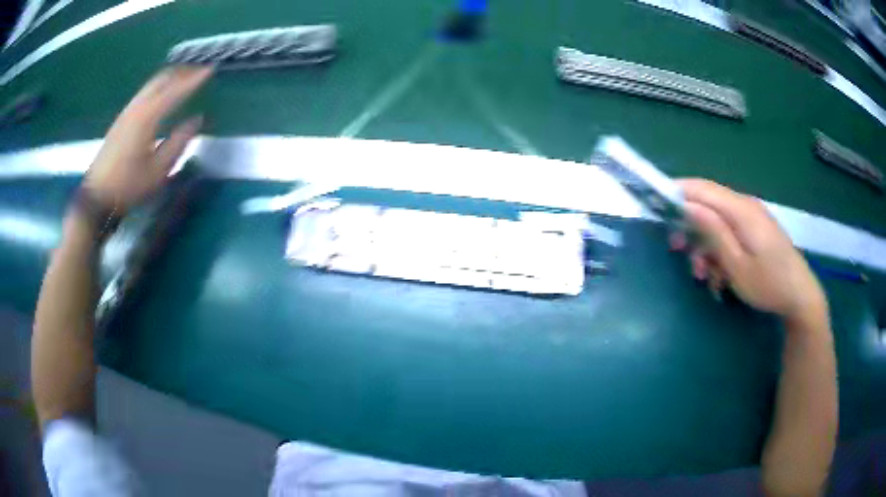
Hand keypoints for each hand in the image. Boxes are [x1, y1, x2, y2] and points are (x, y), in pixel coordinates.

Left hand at [83, 67, 212, 213]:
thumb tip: (196, 120)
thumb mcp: (159, 170)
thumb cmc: (129, 186)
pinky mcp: (121, 119)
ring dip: (170, 78)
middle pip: (162, 78)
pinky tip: (163, 95)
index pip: (176, 90)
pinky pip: (144, 93)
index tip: (211, 69)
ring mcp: (127, 111)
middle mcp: (137, 107)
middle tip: (199, 71)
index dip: (195, 79)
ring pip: (152, 84)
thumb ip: (179, 142)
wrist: (96, 196)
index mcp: (148, 116)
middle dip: (182, 72)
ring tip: (184, 79)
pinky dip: (159, 87)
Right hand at [670, 179, 826, 321]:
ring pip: (717, 220)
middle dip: (689, 225)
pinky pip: (730, 230)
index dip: (677, 191)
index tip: (656, 205)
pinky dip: (719, 248)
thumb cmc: (768, 284)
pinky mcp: (756, 229)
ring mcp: (752, 217)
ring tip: (703, 274)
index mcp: (740, 210)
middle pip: (708, 203)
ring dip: (705, 243)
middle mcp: (745, 206)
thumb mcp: (737, 264)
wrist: (799, 295)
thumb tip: (687, 205)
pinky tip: (719, 273)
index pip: (701, 188)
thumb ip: (713, 231)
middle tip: (677, 251)